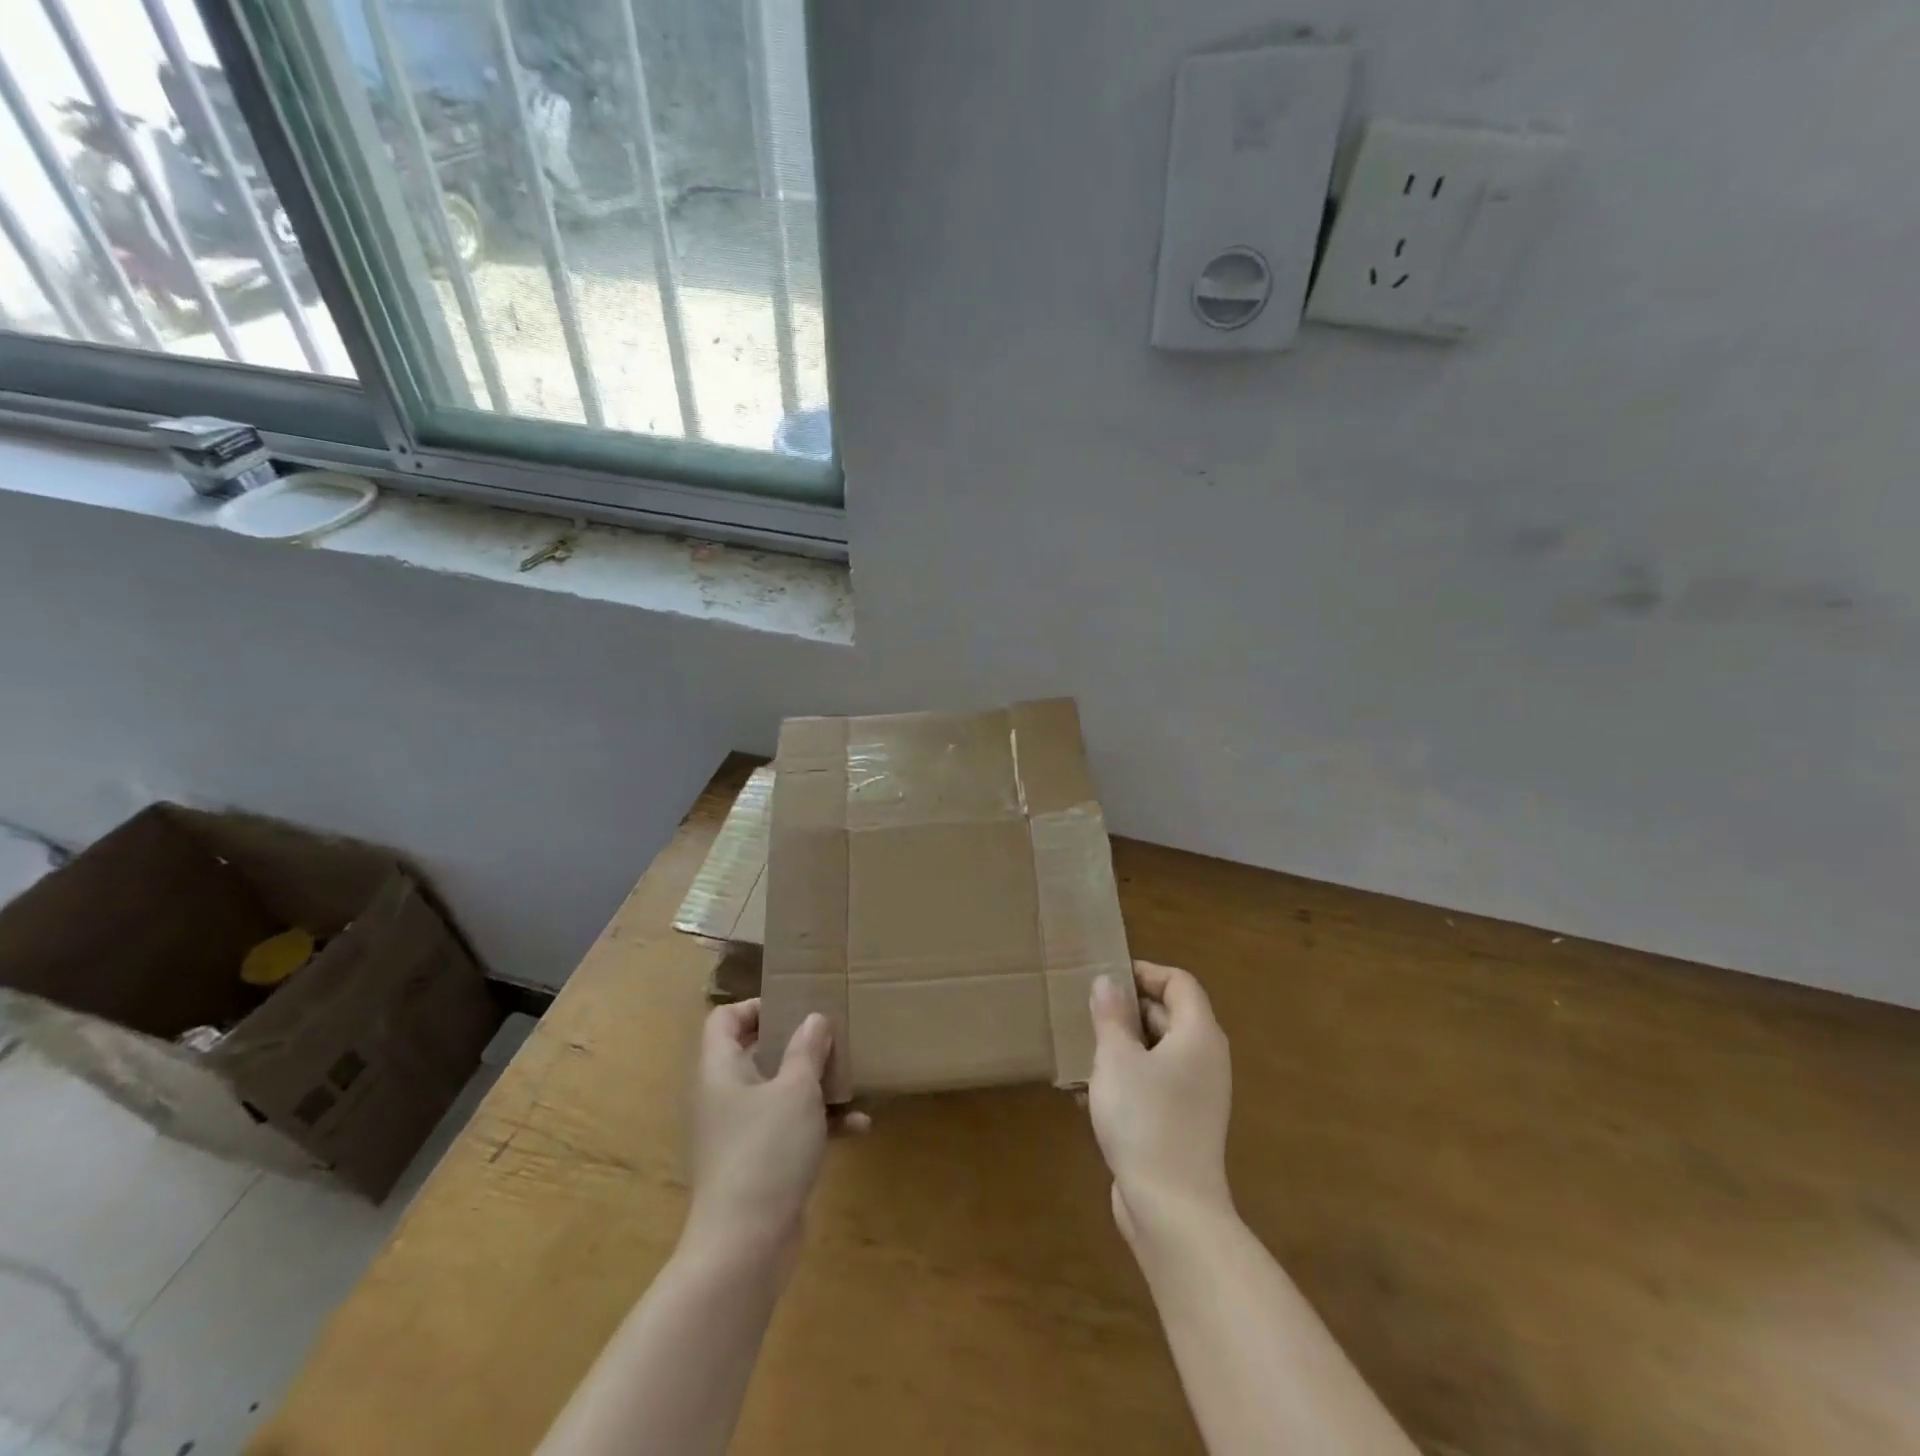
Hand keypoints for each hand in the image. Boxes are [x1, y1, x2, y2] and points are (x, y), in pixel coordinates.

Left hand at [684, 1000, 866, 1269]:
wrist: (744, 1247)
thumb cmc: (765, 1151)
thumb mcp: (796, 1090)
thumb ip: (807, 1050)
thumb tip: (814, 1019)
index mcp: (721, 1070)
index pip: (725, 1020)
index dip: (756, 1006)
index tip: (798, 1006)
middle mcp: (724, 1097)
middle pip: (756, 1054)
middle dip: (797, 1045)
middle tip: (832, 1035)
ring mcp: (740, 1133)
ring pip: (778, 1093)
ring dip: (815, 1085)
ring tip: (853, 1077)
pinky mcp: (759, 1164)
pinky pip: (789, 1130)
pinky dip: (819, 1125)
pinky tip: (858, 1127)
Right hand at [1088, 961, 1233, 1246]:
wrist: (1171, 1211)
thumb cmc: (1145, 1119)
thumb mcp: (1117, 1058)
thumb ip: (1111, 1015)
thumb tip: (1108, 981)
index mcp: (1198, 1035)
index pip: (1179, 983)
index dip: (1145, 973)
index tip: (1107, 977)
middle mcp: (1203, 1060)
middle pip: (1168, 1016)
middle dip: (1126, 1011)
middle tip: (1086, 1011)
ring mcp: (1195, 1096)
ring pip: (1155, 1054)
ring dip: (1119, 1048)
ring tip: (1079, 1050)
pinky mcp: (1180, 1125)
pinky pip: (1152, 1086)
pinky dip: (1124, 1081)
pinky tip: (1083, 1094)